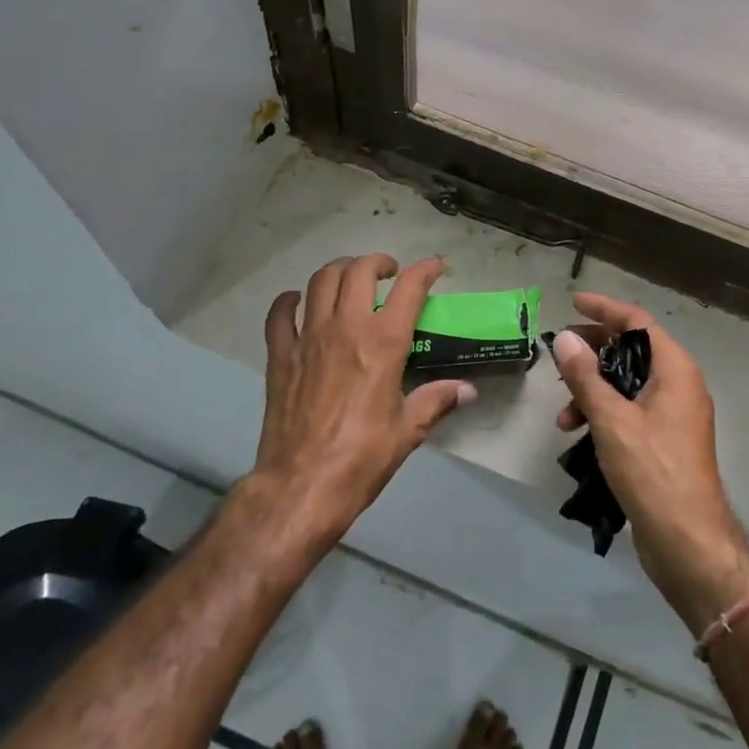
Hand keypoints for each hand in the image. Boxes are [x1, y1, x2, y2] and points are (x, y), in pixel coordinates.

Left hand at [250, 254, 475, 542]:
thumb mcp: (408, 431)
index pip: (410, 288)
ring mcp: (308, 337)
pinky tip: (298, 302)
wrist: (302, 486)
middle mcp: (346, 327)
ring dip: (340, 270)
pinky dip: (289, 300)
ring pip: (321, 280)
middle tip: (389, 274)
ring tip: (351, 280)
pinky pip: (280, 313)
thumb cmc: (362, 458)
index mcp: (384, 343)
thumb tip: (468, 391)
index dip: (425, 270)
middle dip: (378, 262)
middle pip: (360, 271)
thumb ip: (437, 401)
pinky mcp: (280, 355)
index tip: (435, 267)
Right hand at [551, 294, 748, 628]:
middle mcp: (679, 386)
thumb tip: (566, 340)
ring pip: (627, 385)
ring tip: (563, 416)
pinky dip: (604, 414)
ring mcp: (674, 415)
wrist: (688, 542)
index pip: (638, 323)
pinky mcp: (665, 442)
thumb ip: (586, 377)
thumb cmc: (653, 471)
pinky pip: (630, 411)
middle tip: (560, 354)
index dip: (605, 309)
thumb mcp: (611, 420)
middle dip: (593, 352)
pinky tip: (579, 436)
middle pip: (633, 351)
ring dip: (593, 391)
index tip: (574, 303)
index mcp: (675, 370)